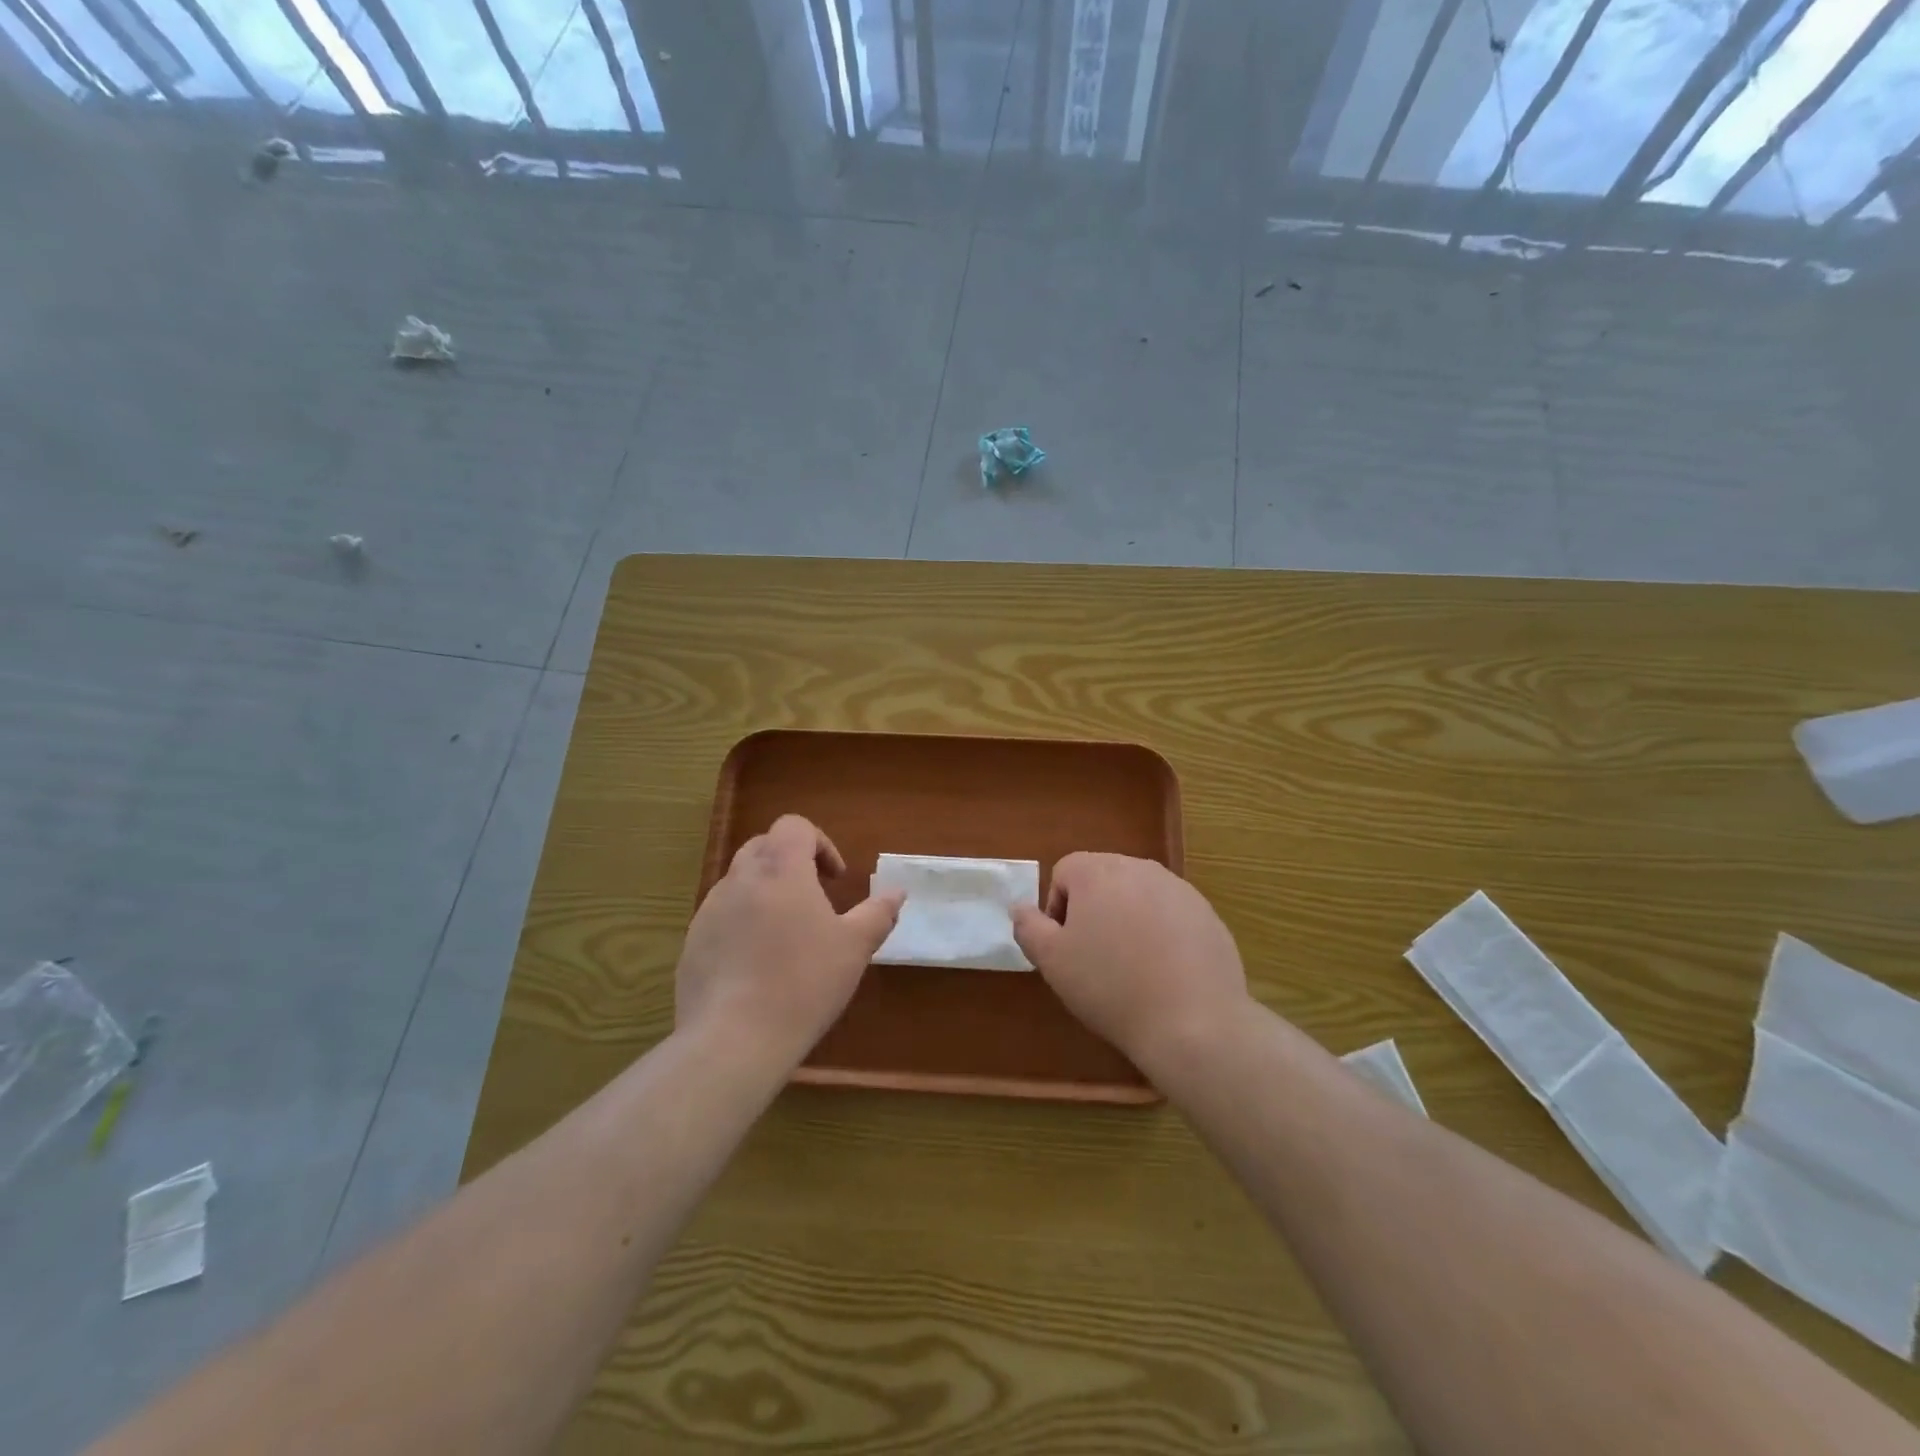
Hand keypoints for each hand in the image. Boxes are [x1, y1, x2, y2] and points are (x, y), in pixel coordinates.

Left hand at [676, 815, 903, 1065]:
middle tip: (815, 899)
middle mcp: (740, 879)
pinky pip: (722, 917)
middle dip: (792, 863)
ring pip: (740, 882)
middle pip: (764, 847)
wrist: (733, 1040)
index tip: (835, 879)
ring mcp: (709, 911)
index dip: (820, 843)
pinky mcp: (693, 943)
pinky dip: (743, 924)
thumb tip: (897, 893)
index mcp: (780, 869)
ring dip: (766, 892)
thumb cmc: (803, 983)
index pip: (794, 826)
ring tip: (787, 935)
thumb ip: (878, 913)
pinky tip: (758, 966)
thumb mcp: (854, 947)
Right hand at [1012, 853, 1249, 1076]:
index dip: (1057, 909)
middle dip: (1093, 911)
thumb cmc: (1111, 987)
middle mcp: (1139, 867)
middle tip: (1096, 958)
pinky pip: (1171, 914)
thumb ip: (1028, 926)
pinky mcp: (1207, 913)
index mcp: (1097, 871)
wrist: (1194, 1022)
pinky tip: (1166, 973)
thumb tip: (1020, 907)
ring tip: (1133, 967)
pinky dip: (1162, 934)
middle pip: (1102, 879)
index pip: (1064, 872)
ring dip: (1128, 920)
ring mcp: (1178, 888)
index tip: (1067, 948)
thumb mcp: (1052, 962)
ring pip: (1138, 896)